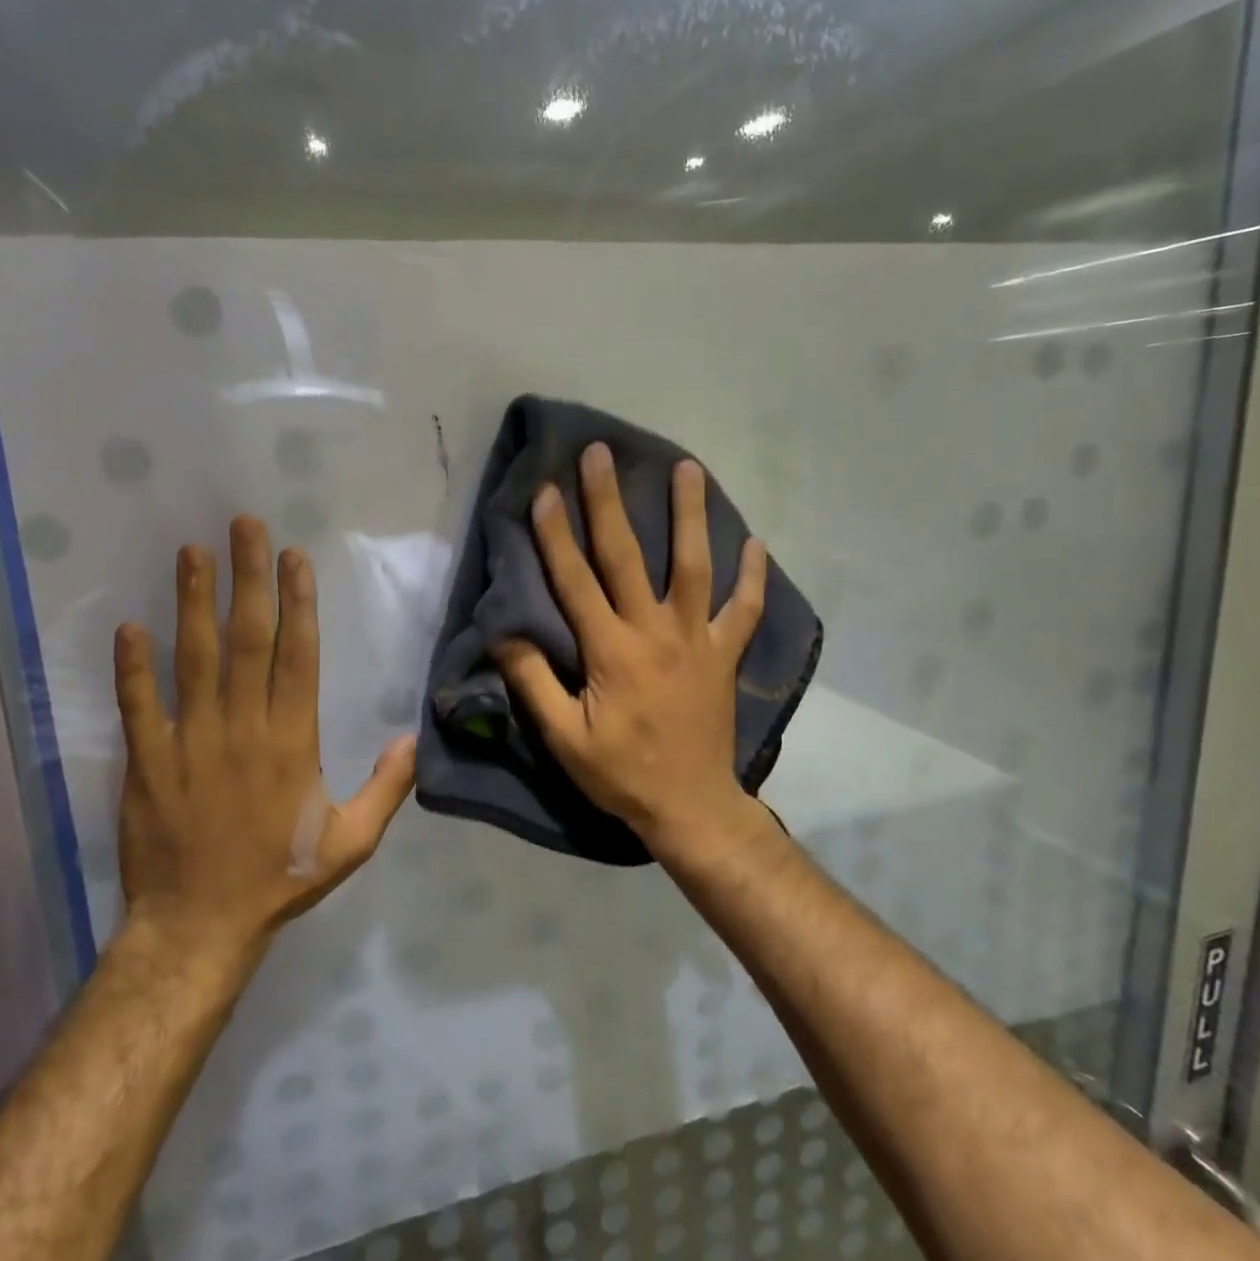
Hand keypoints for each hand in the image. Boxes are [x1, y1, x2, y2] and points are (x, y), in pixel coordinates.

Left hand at [112, 517, 416, 960]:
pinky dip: (132, 667)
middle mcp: (244, 729)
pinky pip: (139, 706)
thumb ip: (387, 788)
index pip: (299, 656)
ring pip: (194, 659)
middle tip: (243, 527)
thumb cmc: (280, 877)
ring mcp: (191, 742)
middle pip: (248, 640)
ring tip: (192, 552)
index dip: (297, 602)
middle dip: (247, 579)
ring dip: (193, 603)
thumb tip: (414, 738)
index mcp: (294, 742)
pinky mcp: (147, 761)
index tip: (293, 557)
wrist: (199, 927)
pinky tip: (129, 626)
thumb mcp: (352, 842)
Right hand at [492, 443, 766, 853]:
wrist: (690, 807)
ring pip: (694, 566)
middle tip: (601, 453)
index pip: (576, 580)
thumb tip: (503, 632)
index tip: (545, 489)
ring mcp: (697, 640)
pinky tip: (756, 544)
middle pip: (629, 556)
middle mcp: (655, 632)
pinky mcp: (725, 655)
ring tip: (689, 469)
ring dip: (690, 516)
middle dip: (610, 501)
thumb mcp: (563, 737)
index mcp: (611, 650)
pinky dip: (751, 578)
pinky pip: (743, 610)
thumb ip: (533, 682)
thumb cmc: (620, 774)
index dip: (556, 534)